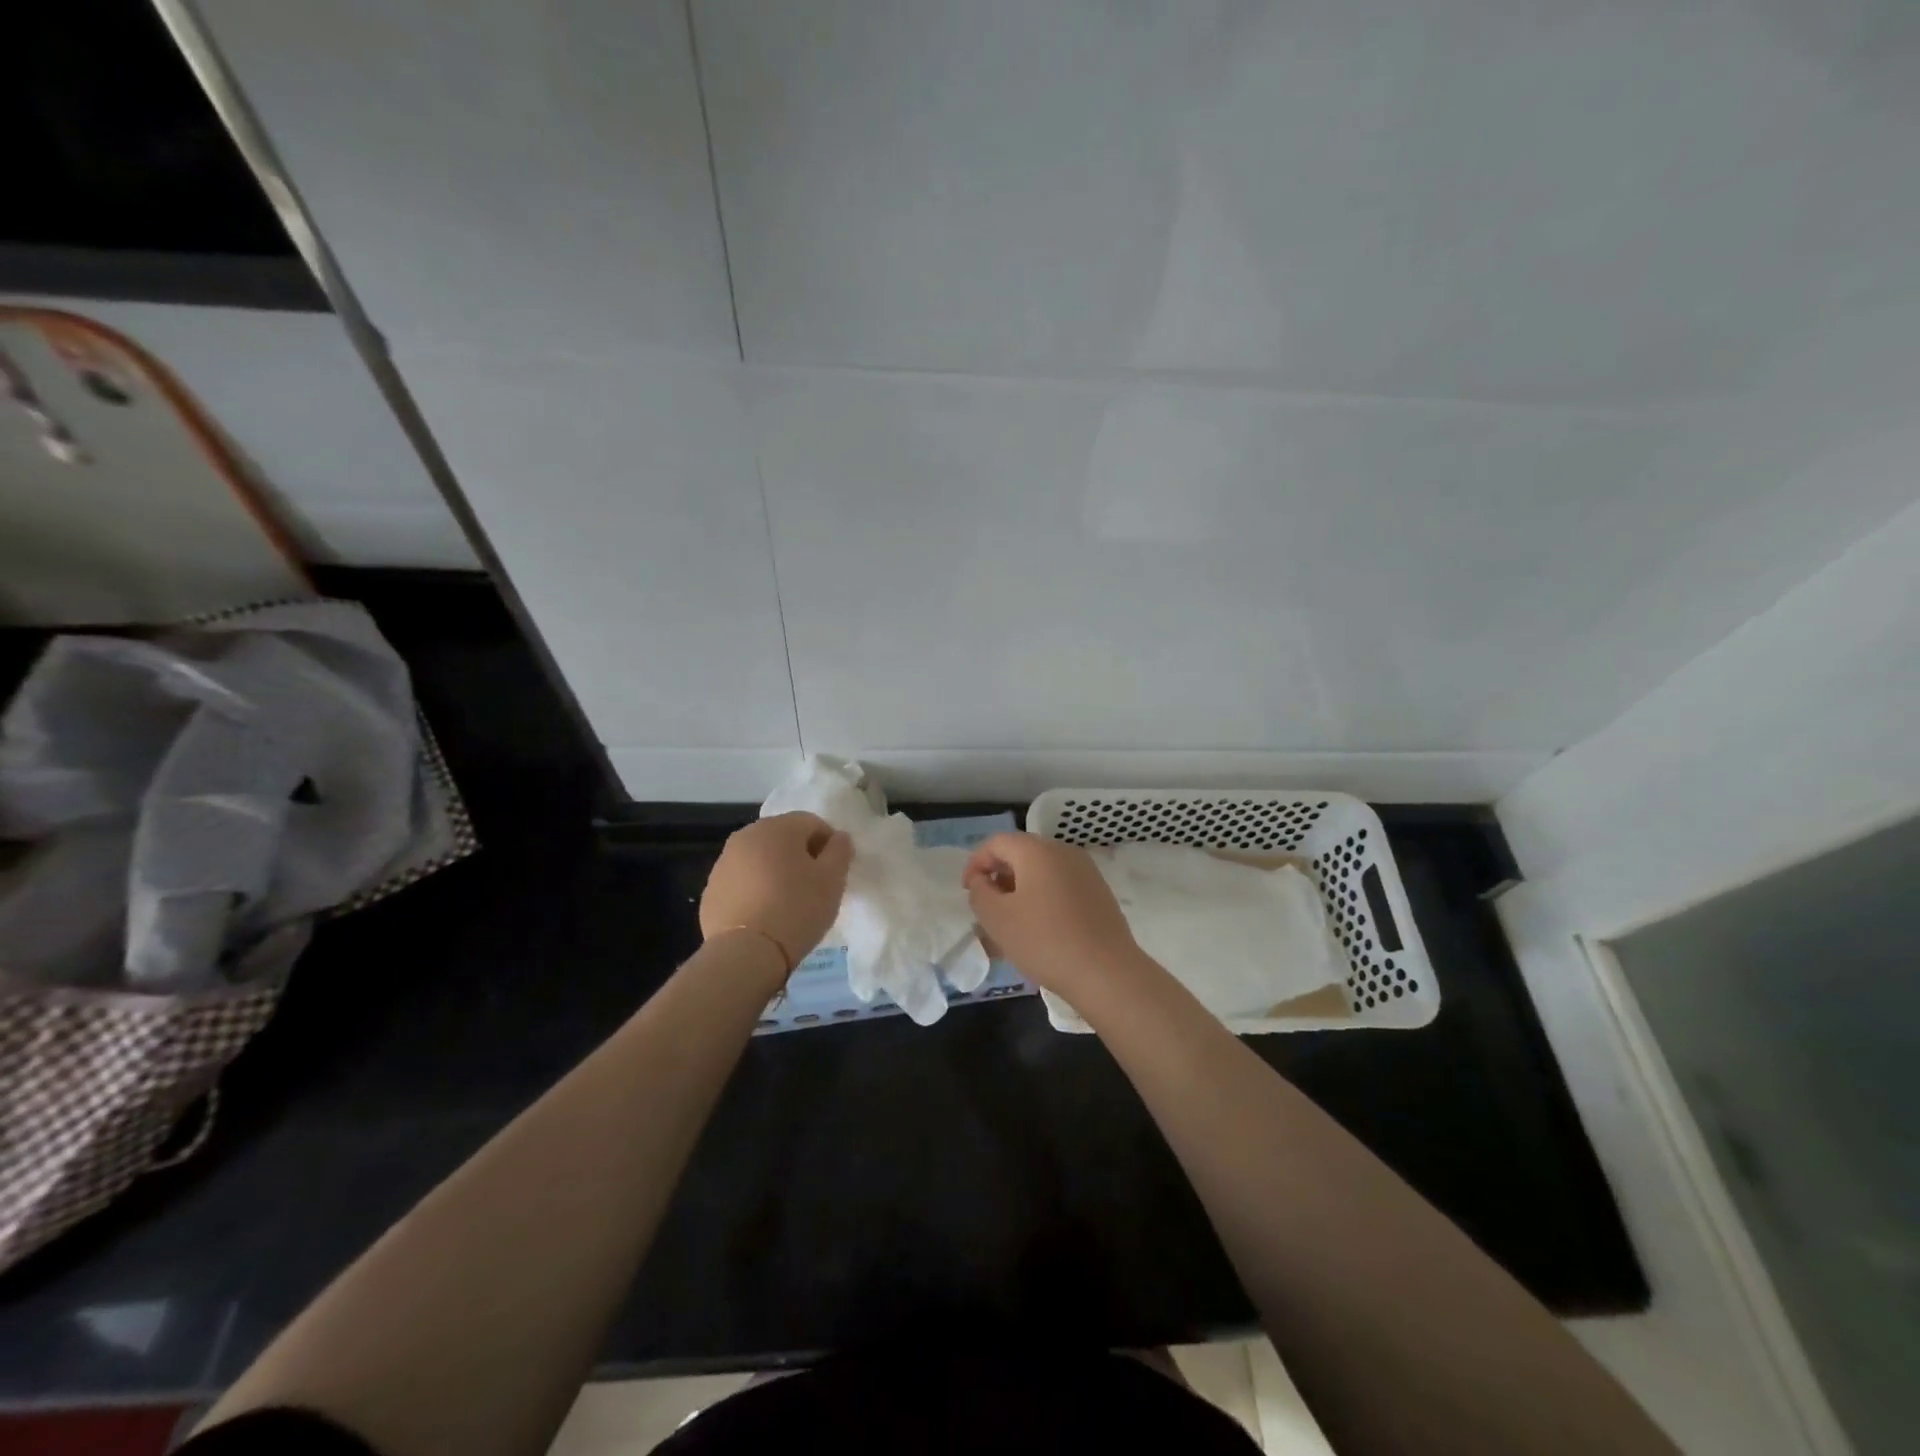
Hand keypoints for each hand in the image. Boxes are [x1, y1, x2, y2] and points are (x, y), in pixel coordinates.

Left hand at [701, 813, 851, 976]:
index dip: (829, 844)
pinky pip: (742, 881)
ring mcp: (724, 862)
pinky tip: (764, 915)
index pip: (812, 823)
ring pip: (760, 858)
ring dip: (776, 871)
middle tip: (813, 886)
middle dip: (800, 855)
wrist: (746, 953)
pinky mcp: (711, 890)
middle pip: (783, 837)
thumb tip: (839, 837)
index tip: (834, 871)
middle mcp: (746, 836)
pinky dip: (755, 889)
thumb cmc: (797, 909)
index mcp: (778, 827)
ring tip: (787, 902)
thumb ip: (840, 851)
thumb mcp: (832, 879)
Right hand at [962, 832, 1140, 997]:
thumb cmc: (1044, 940)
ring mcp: (1086, 871)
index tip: (968, 891)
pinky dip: (1043, 898)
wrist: (1107, 972)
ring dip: (1021, 889)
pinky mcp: (1099, 892)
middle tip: (987, 907)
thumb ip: (980, 892)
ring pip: (1042, 871)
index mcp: (1037, 850)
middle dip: (999, 876)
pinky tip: (1040, 929)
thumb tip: (982, 880)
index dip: (976, 863)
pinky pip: (1061, 885)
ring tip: (1011, 922)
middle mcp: (1063, 851)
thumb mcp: (997, 918)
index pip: (996, 843)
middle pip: (1021, 853)